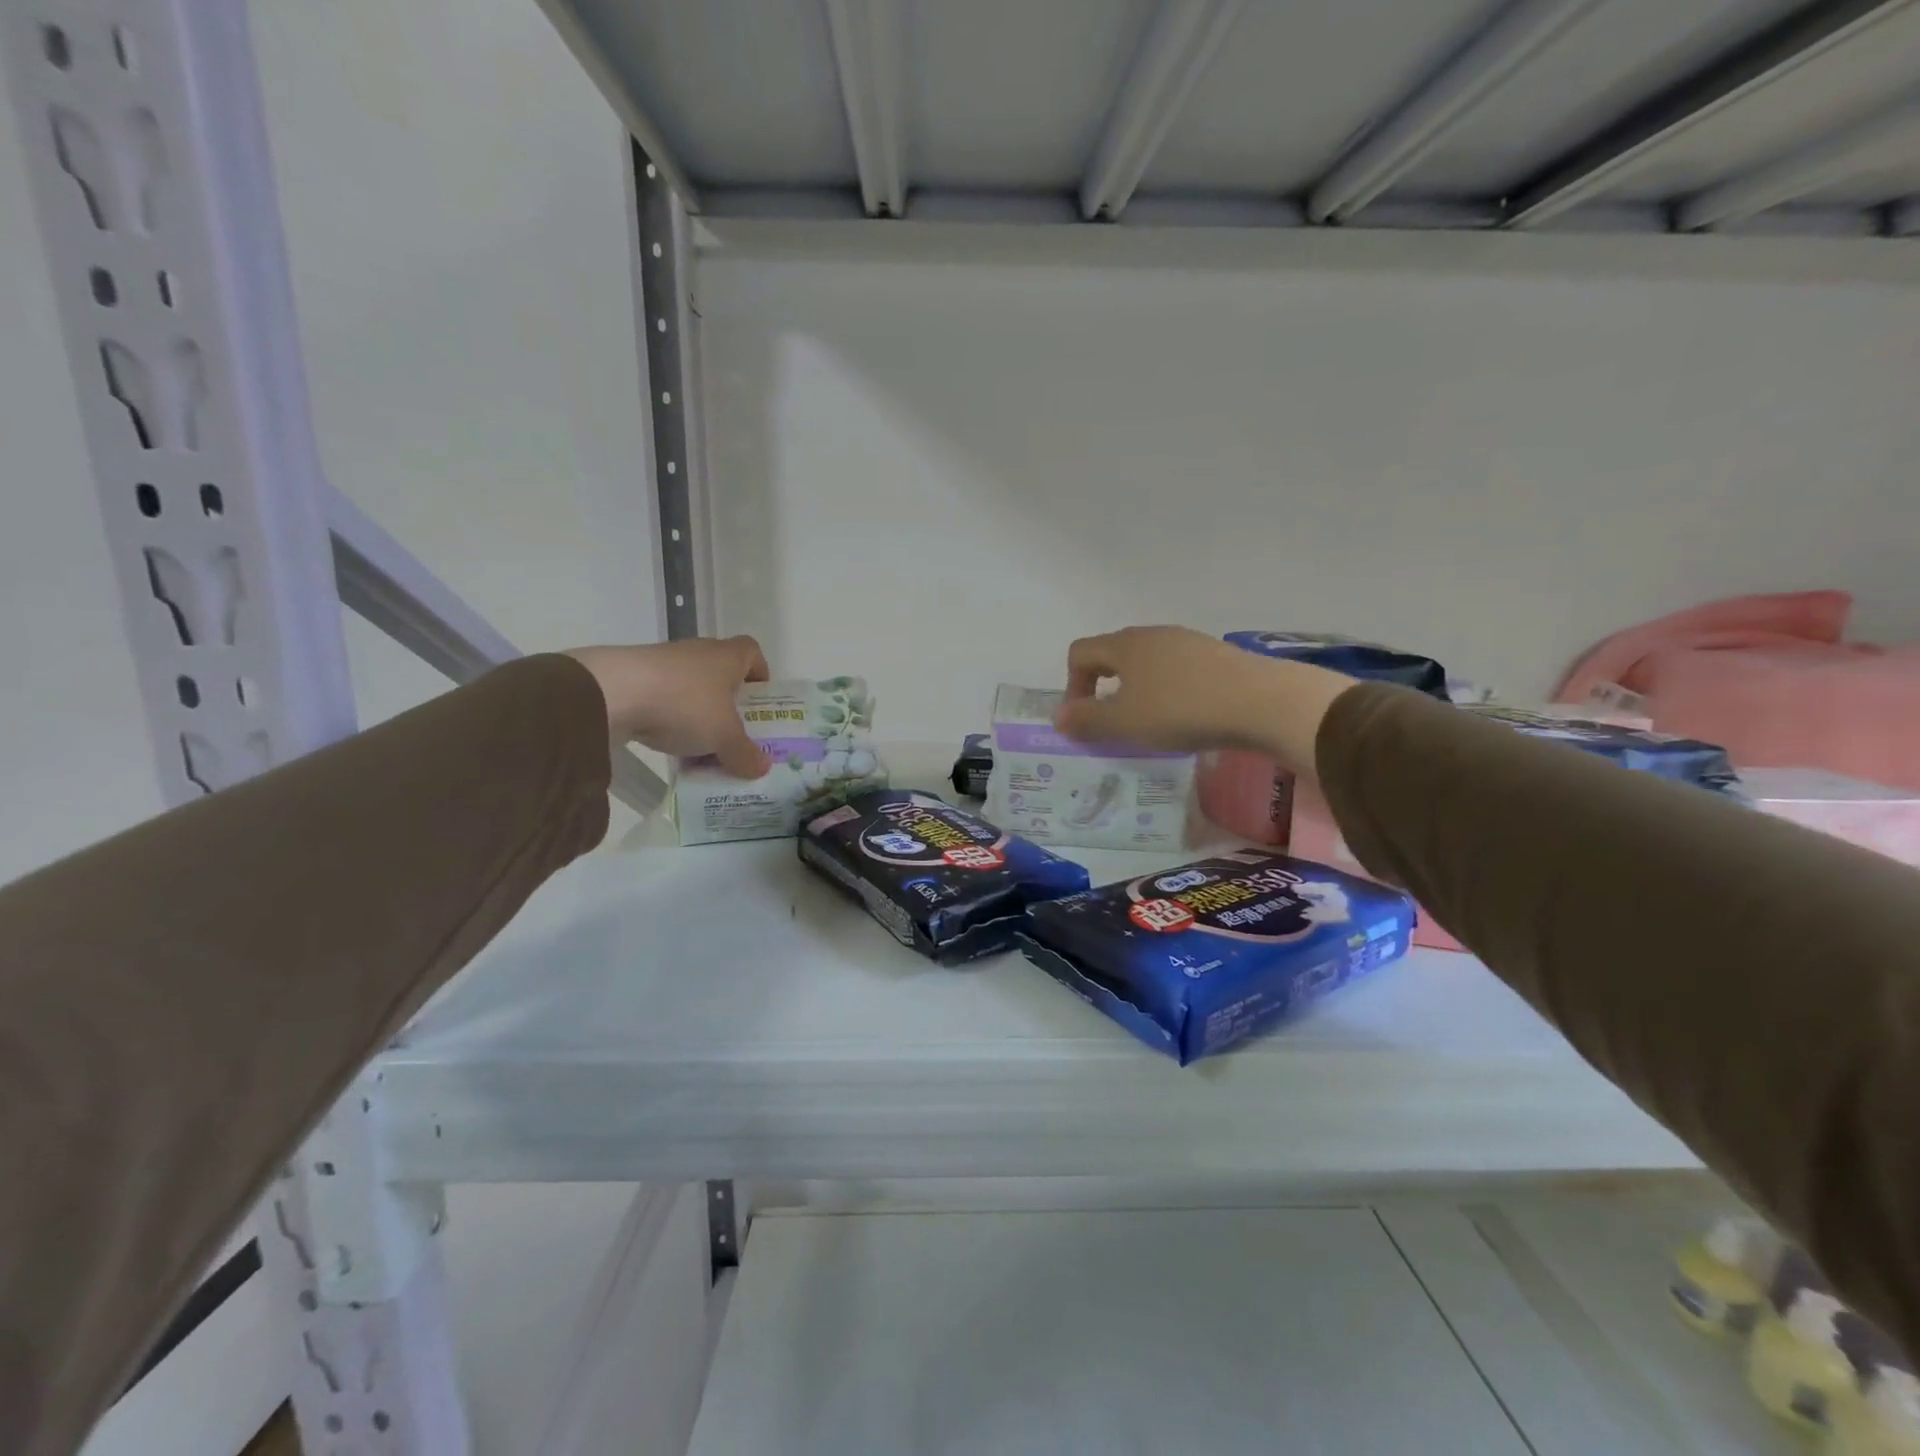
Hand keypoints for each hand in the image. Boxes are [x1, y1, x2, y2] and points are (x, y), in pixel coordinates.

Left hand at [565, 637, 770, 777]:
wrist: (610, 692)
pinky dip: (670, 718)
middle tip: (734, 732)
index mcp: (727, 656)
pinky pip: (663, 698)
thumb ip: (745, 753)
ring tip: (701, 746)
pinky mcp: (634, 677)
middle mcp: (698, 652)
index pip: (753, 652)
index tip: (760, 701)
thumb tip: (763, 767)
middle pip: (721, 674)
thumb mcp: (724, 736)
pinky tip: (668, 744)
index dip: (760, 674)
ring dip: (698, 714)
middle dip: (729, 704)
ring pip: (691, 689)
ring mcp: (663, 663)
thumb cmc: (684, 704)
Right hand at [1055, 625, 1355, 774]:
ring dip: (1138, 691)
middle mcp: (1153, 634)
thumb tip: (1060, 717)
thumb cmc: (1180, 710)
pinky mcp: (1216, 656)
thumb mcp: (1125, 723)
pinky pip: (1178, 670)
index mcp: (1124, 645)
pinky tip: (1186, 717)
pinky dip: (1169, 691)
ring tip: (1151, 724)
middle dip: (1105, 688)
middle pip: (1113, 654)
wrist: (1261, 702)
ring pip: (1148, 663)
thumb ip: (1086, 720)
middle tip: (1114, 724)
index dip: (1072, 685)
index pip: (1080, 652)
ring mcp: (1188, 642)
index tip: (1085, 719)